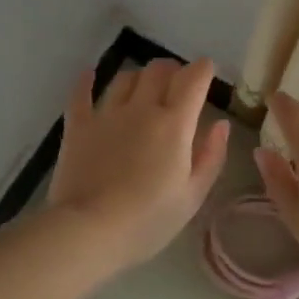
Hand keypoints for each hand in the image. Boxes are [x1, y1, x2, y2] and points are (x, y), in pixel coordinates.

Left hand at [48, 58, 230, 270]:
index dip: (203, 69)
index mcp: (174, 124)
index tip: (207, 71)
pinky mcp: (78, 126)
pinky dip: (87, 81)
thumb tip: (221, 124)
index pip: (193, 79)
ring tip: (143, 87)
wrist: (91, 230)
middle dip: (173, 69)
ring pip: (125, 77)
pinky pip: (81, 94)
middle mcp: (141, 109)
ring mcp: (106, 114)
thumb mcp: (193, 195)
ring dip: (139, 76)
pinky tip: (90, 75)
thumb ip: (211, 156)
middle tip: (177, 83)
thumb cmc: (149, 219)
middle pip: (158, 70)